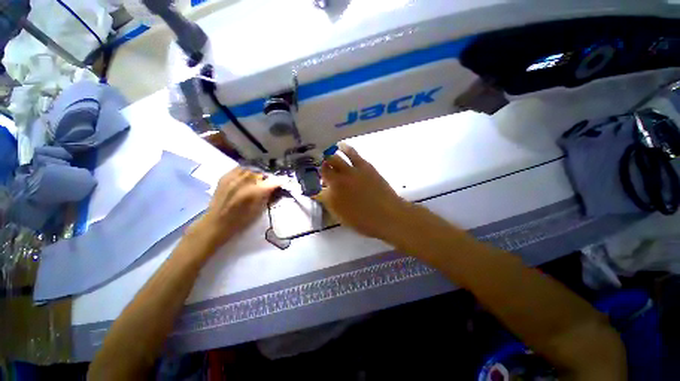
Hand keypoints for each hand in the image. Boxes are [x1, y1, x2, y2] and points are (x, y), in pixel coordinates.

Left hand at [189, 168, 279, 248]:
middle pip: (260, 174)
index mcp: (253, 193)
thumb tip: (274, 188)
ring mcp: (232, 179)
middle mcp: (243, 182)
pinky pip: (238, 169)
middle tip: (266, 185)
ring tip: (255, 181)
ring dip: (255, 175)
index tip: (281, 183)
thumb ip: (267, 197)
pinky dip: (244, 172)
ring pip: (249, 170)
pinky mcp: (224, 178)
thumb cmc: (240, 221)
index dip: (278, 182)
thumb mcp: (258, 211)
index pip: (271, 183)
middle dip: (265, 179)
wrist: (216, 223)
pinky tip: (245, 179)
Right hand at [315, 143, 409, 240]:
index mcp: (330, 198)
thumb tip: (325, 195)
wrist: (388, 215)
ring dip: (328, 157)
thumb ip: (331, 204)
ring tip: (326, 153)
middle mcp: (337, 182)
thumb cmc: (365, 222)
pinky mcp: (363, 165)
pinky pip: (351, 153)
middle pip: (323, 170)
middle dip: (320, 170)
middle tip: (322, 171)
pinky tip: (341, 146)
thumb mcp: (342, 218)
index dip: (315, 189)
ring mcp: (350, 172)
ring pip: (334, 159)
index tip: (317, 189)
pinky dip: (344, 148)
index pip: (317, 190)